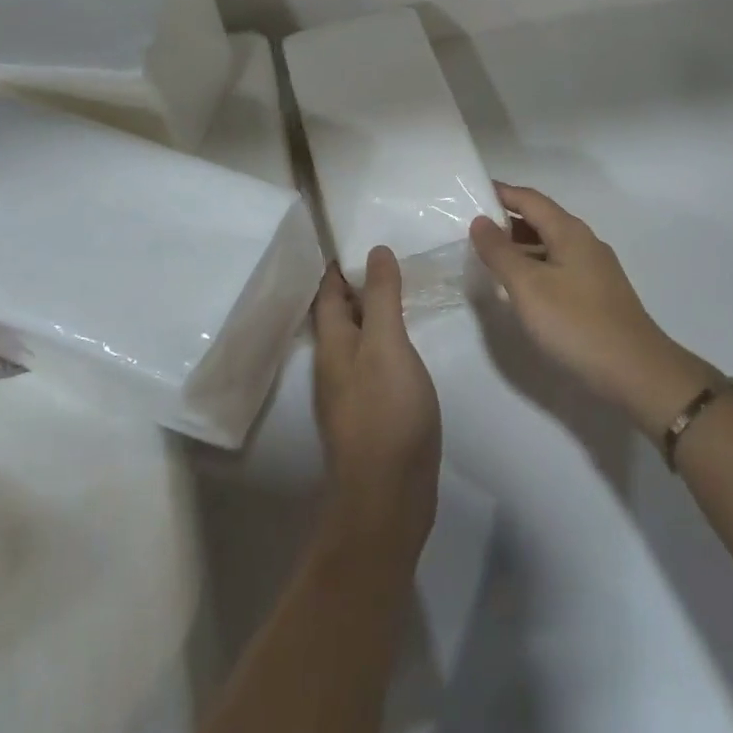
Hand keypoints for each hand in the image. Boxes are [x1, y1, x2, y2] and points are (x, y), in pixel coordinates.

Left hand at [312, 247, 440, 552]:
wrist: (388, 498)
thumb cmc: (386, 412)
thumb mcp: (387, 344)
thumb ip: (381, 298)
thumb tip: (375, 250)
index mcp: (332, 343)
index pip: (328, 291)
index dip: (338, 263)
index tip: (356, 234)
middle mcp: (334, 363)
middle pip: (339, 313)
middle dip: (355, 283)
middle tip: (385, 253)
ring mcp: (351, 390)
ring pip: (356, 337)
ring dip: (370, 310)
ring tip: (397, 286)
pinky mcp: (371, 410)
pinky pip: (373, 359)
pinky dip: (384, 338)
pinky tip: (404, 338)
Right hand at [470, 183, 715, 437]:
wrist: (637, 373)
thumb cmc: (577, 324)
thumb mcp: (528, 287)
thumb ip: (500, 252)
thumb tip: (480, 221)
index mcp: (569, 231)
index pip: (529, 199)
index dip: (500, 193)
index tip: (469, 193)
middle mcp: (584, 242)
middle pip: (540, 219)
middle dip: (506, 220)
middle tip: (470, 228)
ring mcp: (594, 269)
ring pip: (549, 246)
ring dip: (519, 246)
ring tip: (486, 257)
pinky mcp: (596, 294)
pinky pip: (557, 268)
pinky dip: (533, 267)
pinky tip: (519, 288)